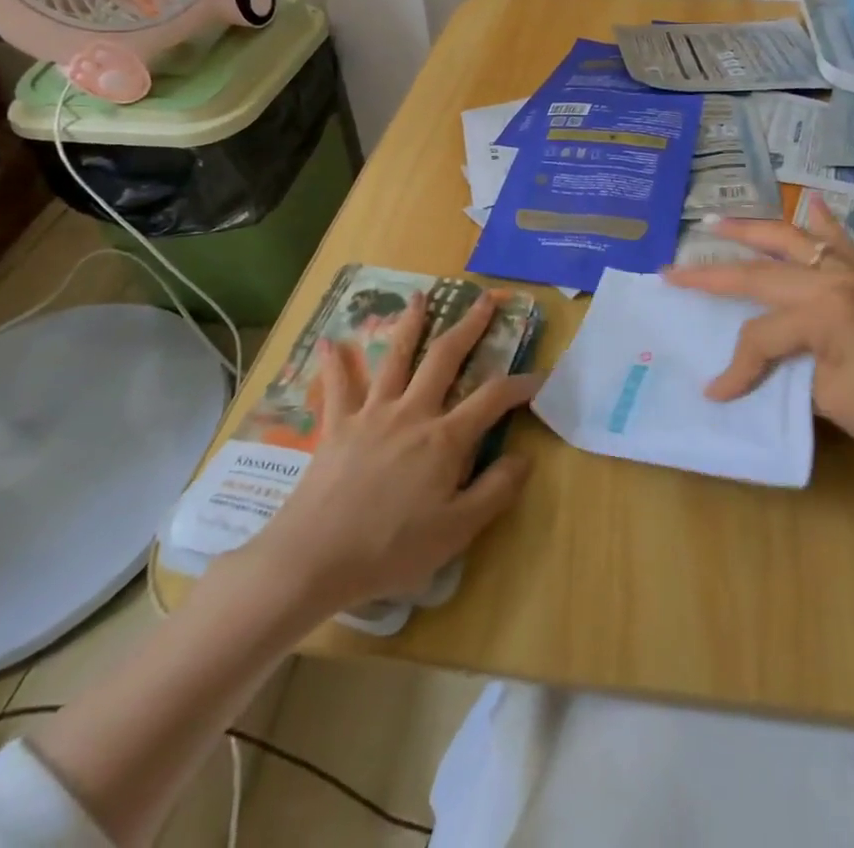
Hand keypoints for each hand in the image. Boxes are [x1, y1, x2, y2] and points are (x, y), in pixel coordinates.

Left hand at [254, 292, 540, 611]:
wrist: (315, 557)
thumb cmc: (391, 549)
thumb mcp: (456, 531)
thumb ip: (495, 490)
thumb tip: (526, 456)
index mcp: (444, 439)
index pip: (492, 399)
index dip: (519, 385)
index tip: (538, 377)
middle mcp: (412, 412)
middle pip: (445, 358)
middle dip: (469, 326)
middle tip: (485, 300)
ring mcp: (372, 413)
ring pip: (395, 358)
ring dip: (410, 324)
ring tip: (421, 296)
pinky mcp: (338, 424)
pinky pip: (338, 386)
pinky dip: (334, 363)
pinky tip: (330, 340)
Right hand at [663, 197, 853, 471]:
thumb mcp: (829, 399)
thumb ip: (782, 371)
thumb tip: (744, 371)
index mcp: (823, 309)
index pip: (760, 334)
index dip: (737, 365)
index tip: (716, 392)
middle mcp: (834, 277)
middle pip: (761, 271)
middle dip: (713, 272)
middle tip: (673, 270)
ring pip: (792, 239)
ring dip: (751, 230)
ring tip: (715, 222)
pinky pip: (840, 240)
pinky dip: (820, 222)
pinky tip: (810, 203)